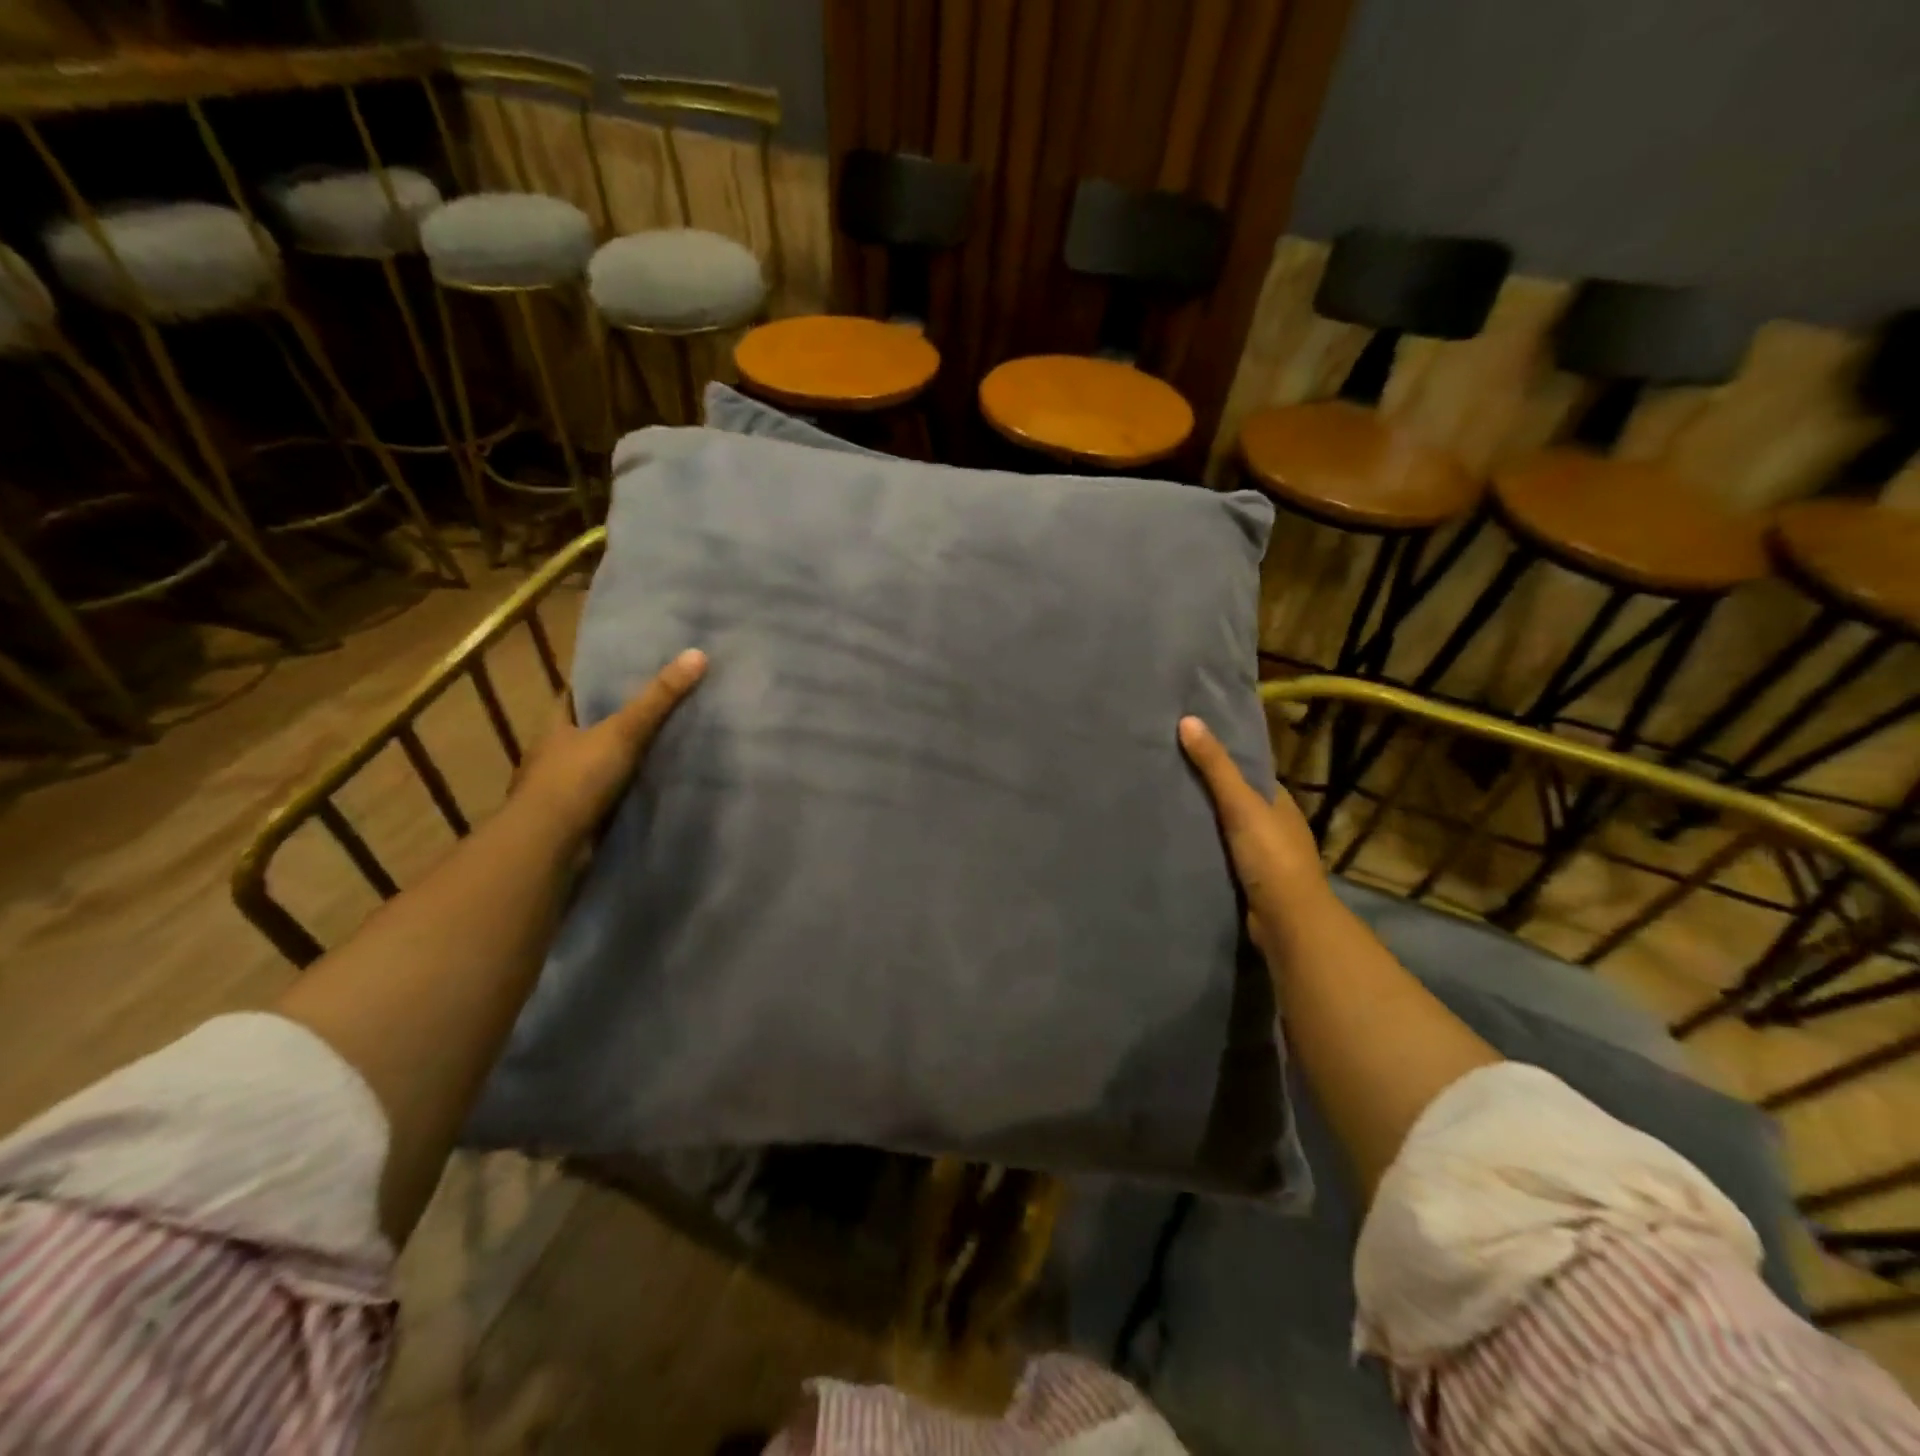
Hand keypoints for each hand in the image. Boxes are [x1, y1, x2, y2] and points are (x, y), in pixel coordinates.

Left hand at [511, 648, 707, 840]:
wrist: (549, 847)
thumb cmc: (576, 779)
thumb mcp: (623, 731)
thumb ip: (659, 698)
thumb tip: (698, 653)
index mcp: (556, 726)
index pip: (577, 694)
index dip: (601, 681)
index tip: (633, 671)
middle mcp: (556, 754)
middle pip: (592, 729)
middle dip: (620, 722)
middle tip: (664, 707)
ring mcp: (565, 790)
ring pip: (601, 765)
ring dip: (626, 760)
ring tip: (669, 746)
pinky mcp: (579, 818)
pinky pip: (610, 796)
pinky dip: (628, 792)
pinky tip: (656, 787)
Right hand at [1179, 714, 1327, 950]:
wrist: (1287, 921)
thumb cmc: (1270, 856)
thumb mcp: (1241, 803)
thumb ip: (1215, 766)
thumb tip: (1188, 720)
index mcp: (1279, 802)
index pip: (1247, 772)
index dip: (1220, 759)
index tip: (1186, 747)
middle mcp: (1274, 826)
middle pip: (1235, 800)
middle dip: (1206, 791)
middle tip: (1163, 774)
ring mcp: (1263, 856)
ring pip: (1226, 830)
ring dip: (1202, 823)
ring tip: (1160, 806)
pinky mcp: (1249, 881)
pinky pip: (1220, 856)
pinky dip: (1202, 849)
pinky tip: (1175, 843)